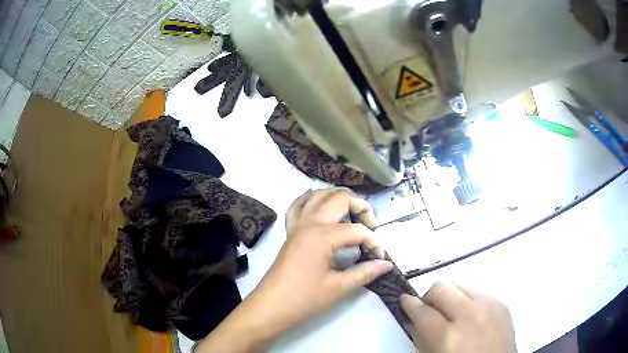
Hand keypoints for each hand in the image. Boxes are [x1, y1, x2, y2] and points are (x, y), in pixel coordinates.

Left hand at [197, 189, 392, 351]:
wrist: (271, 306)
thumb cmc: (304, 299)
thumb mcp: (338, 287)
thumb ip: (365, 272)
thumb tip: (387, 264)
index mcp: (322, 236)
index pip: (357, 230)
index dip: (374, 243)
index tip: (380, 259)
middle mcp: (309, 223)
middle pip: (340, 198)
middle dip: (361, 207)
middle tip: (371, 227)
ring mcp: (297, 225)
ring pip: (319, 195)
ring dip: (339, 198)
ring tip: (353, 214)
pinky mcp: (290, 231)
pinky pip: (298, 205)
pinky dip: (312, 200)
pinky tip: (322, 206)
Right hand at [400, 282, 515, 352]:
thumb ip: (422, 338)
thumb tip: (415, 320)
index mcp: (449, 336)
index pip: (422, 311)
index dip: (409, 304)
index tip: (404, 301)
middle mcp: (471, 315)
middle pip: (442, 287)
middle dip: (429, 296)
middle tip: (428, 309)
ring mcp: (490, 306)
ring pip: (461, 285)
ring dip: (451, 297)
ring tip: (451, 314)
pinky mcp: (502, 304)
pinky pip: (479, 292)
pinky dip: (469, 300)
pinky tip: (470, 317)